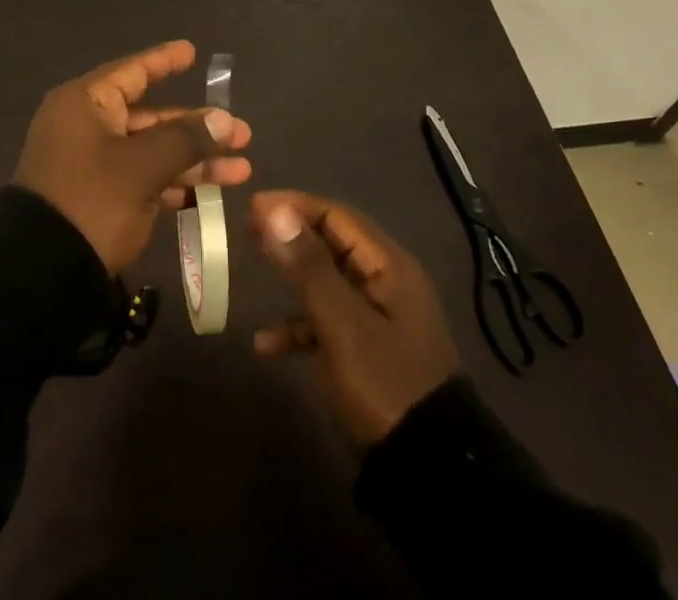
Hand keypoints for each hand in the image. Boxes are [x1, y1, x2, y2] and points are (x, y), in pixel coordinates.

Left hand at [14, 40, 252, 272]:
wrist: (41, 275)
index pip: (132, 72)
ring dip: (194, 160)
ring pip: (152, 151)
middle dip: (197, 126)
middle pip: (150, 117)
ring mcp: (93, 165)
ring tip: (242, 168)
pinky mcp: (100, 199)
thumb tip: (223, 119)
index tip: (192, 51)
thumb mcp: (142, 167)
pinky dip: (175, 184)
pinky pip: (144, 180)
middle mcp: (87, 127)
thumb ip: (185, 139)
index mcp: (86, 104)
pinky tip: (211, 194)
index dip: (164, 62)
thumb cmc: (91, 200)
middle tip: (242, 132)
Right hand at [252, 191, 460, 447]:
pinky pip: (329, 320)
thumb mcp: (341, 324)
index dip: (294, 205)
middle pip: (332, 242)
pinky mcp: (370, 349)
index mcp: (388, 266)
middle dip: (291, 234)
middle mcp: (386, 282)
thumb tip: (274, 211)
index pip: (336, 215)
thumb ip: (308, 266)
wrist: (429, 471)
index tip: (252, 206)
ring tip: (254, 268)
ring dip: (293, 275)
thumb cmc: (384, 384)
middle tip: (248, 230)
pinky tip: (267, 344)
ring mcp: (379, 317)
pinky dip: (300, 324)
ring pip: (328, 280)